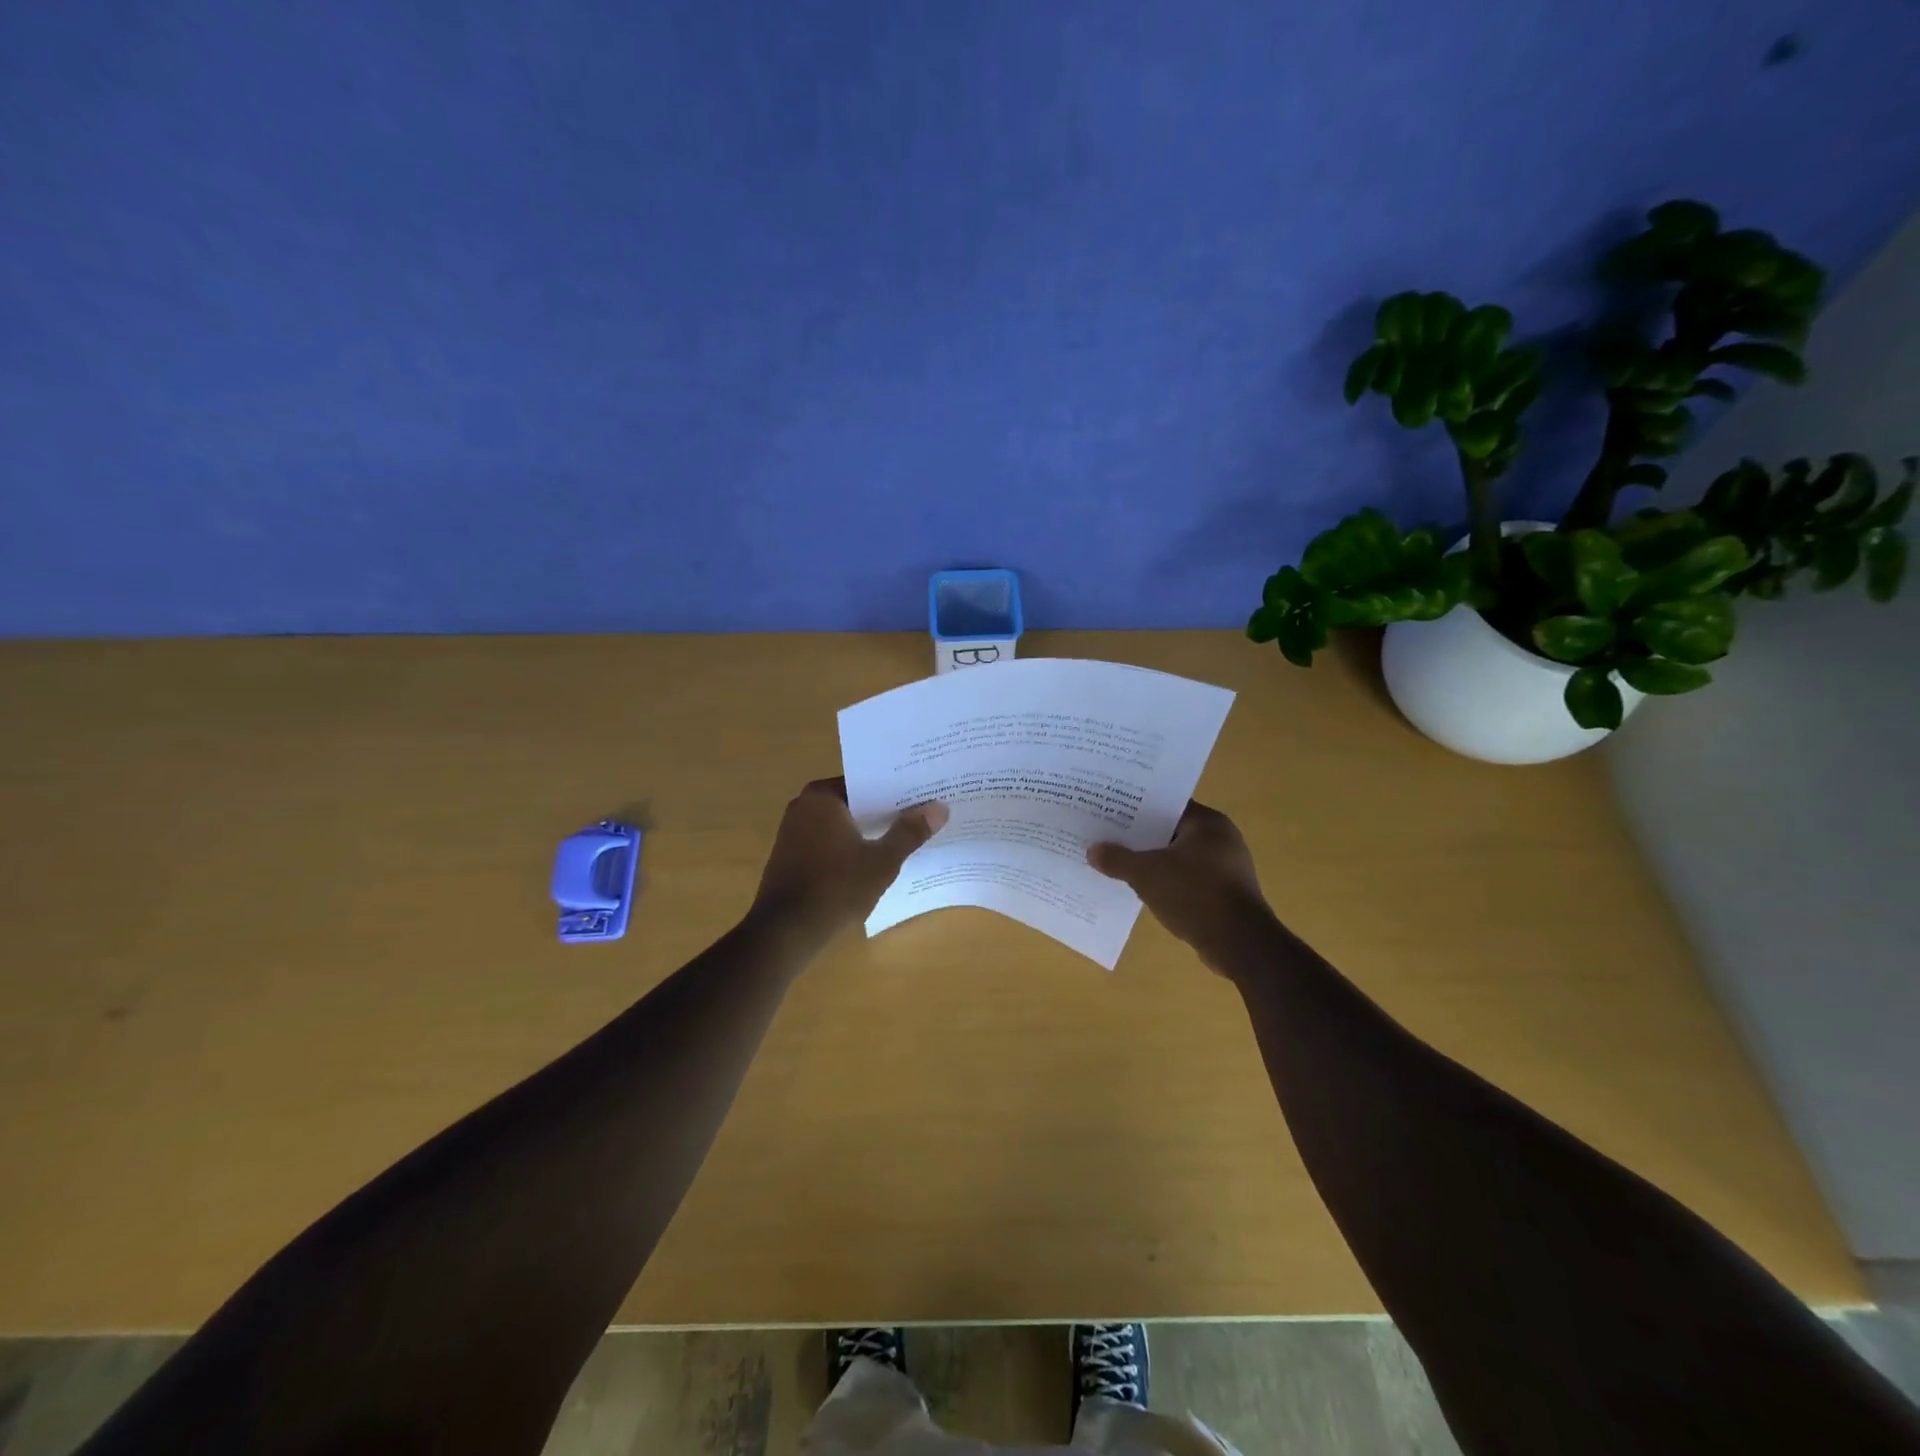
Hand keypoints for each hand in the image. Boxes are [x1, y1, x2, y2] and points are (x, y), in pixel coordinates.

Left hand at [752, 778, 948, 947]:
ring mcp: (792, 831)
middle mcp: (803, 806)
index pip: (867, 782)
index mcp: (822, 797)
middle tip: (922, 814)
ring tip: (905, 837)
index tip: (923, 794)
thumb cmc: (836, 888)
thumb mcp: (882, 861)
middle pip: (854, 802)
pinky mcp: (790, 856)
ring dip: (867, 831)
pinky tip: (873, 862)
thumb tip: (939, 808)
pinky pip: (828, 842)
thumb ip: (910, 832)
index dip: (896, 789)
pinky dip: (849, 847)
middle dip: (884, 810)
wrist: (785, 933)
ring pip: (841, 824)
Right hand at [1087, 801, 1274, 973]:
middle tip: (1108, 836)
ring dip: (1153, 862)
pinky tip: (1143, 889)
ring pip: (1178, 857)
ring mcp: (1226, 868)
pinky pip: (1187, 880)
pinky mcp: (1225, 894)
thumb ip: (1117, 859)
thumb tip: (1093, 850)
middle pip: (1171, 831)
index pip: (1167, 805)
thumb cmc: (1195, 895)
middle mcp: (1221, 839)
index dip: (1137, 807)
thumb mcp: (1146, 874)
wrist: (1240, 944)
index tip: (1111, 810)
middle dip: (1141, 836)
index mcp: (1208, 823)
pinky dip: (1167, 882)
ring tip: (1119, 863)